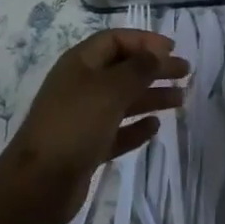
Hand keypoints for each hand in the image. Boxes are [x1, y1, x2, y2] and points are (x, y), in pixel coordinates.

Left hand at [0, 30, 187, 223]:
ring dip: (150, 96)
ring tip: (180, 100)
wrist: (39, 183)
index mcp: (81, 62)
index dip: (144, 41)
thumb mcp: (109, 90)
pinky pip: (117, 130)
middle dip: (153, 68)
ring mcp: (84, 116)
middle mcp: (82, 84)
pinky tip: (155, 127)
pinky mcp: (88, 147)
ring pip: (123, 100)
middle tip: (185, 73)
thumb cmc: (74, 124)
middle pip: (123, 69)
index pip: (115, 40)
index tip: (172, 49)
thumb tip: (158, 52)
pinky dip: (136, 127)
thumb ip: (137, 69)